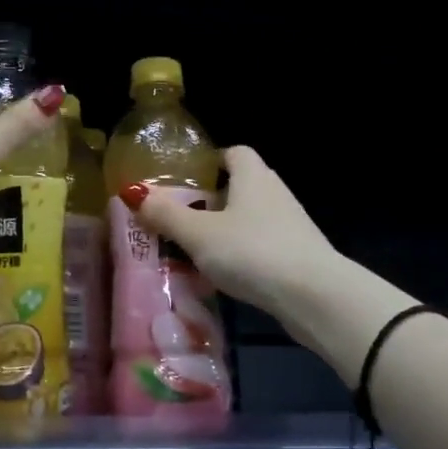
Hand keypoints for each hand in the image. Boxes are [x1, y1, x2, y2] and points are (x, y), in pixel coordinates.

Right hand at [122, 146, 343, 321]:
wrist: (313, 295)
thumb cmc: (251, 251)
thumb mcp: (199, 234)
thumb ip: (166, 214)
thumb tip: (133, 192)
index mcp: (252, 176)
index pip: (234, 153)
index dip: (211, 162)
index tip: (187, 180)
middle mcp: (275, 192)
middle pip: (240, 187)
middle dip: (211, 201)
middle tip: (180, 220)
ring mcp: (291, 224)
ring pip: (250, 219)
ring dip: (225, 232)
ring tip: (195, 253)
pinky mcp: (298, 254)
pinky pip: (262, 246)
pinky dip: (242, 255)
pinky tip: (224, 276)